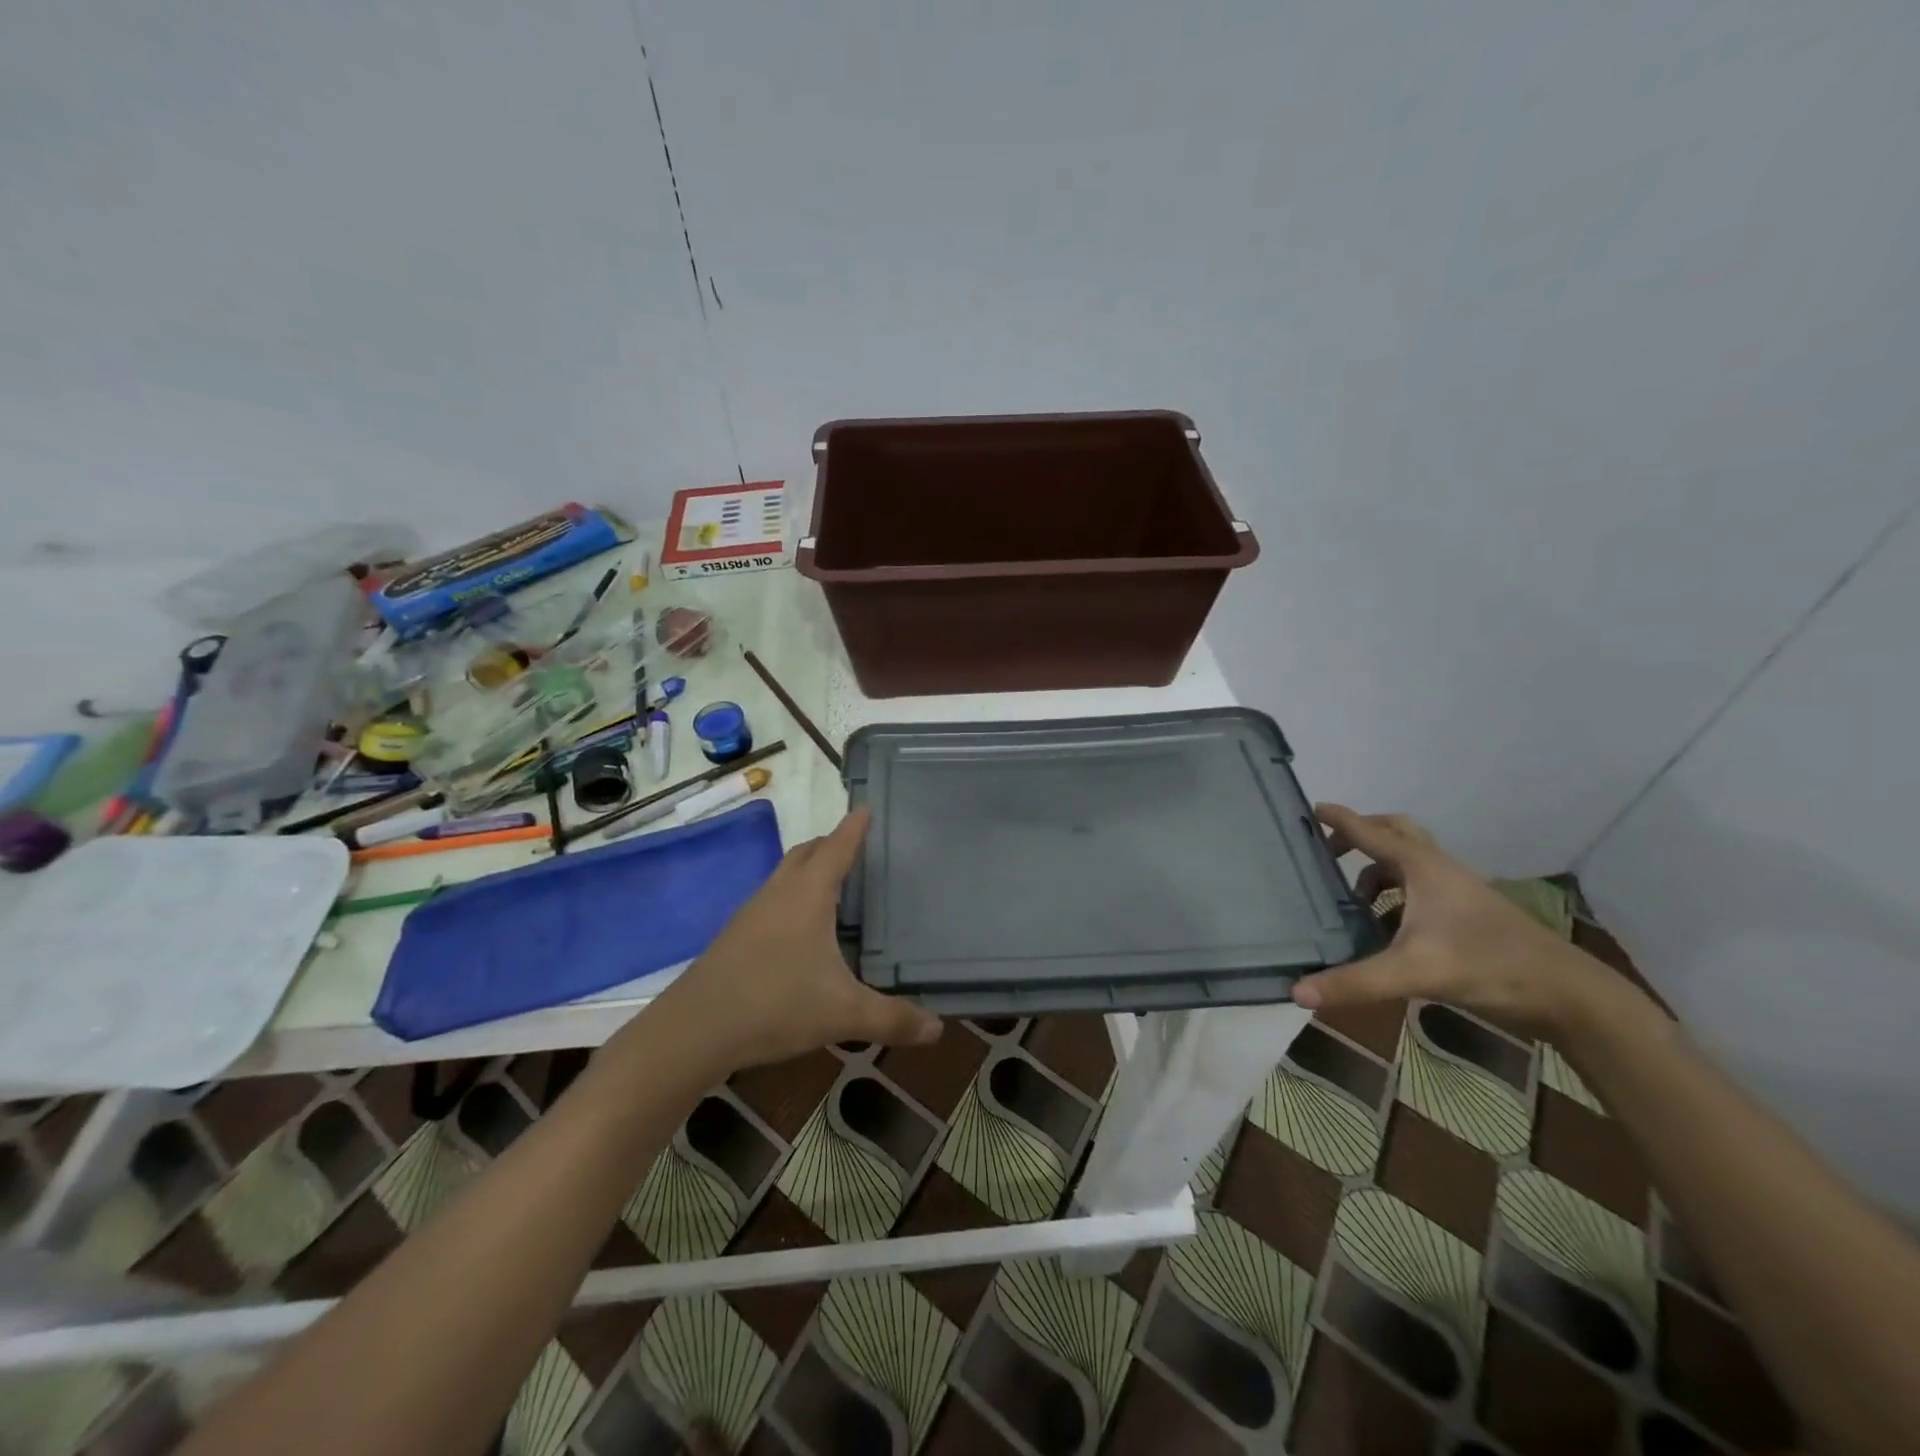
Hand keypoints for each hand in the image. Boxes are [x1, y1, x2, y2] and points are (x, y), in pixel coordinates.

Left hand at [653, 807, 941, 1070]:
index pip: (837, 847)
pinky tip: (801, 930)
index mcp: (808, 894)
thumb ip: (892, 1019)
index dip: (854, 827)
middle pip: (807, 853)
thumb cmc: (775, 1004)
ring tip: (834, 885)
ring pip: (785, 875)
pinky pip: (771, 900)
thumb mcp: (842, 1014)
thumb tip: (938, 1029)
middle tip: (856, 847)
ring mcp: (752, 912)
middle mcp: (779, 892)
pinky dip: (792, 897)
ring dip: (808, 870)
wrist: (694, 1030)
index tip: (866, 807)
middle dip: (831, 844)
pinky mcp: (735, 935)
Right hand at [1293, 804, 1624, 1039]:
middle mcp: (1438, 870)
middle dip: (1360, 836)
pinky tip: (1383, 929)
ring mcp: (1457, 891)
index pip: (1371, 832)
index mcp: (1422, 867)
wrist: (1566, 994)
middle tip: (1329, 851)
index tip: (1311, 808)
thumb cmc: (1487, 966)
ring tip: (1351, 899)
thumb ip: (1354, 982)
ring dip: (1377, 870)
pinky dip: (1394, 896)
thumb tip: (1297, 993)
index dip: (1339, 819)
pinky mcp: (1467, 914)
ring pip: (1408, 863)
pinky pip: (1419, 888)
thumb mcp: (1413, 973)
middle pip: (1394, 833)